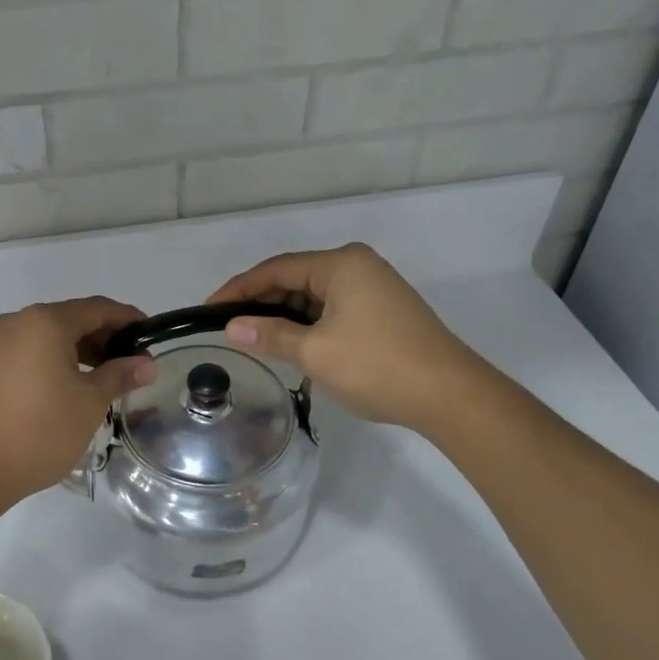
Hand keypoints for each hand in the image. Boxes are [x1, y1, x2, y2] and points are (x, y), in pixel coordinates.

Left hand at [0, 297, 156, 511]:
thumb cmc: (39, 430)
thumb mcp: (89, 403)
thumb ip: (119, 375)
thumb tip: (146, 363)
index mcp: (45, 322)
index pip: (97, 308)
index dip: (128, 319)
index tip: (151, 337)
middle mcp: (18, 322)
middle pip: (71, 318)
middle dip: (104, 337)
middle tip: (132, 363)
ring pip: (49, 336)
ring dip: (80, 350)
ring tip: (106, 378)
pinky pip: (30, 351)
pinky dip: (55, 360)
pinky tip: (71, 386)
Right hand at [209, 244, 483, 433]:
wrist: (450, 395)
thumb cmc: (377, 366)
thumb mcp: (315, 352)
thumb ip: (270, 336)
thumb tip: (231, 328)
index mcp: (341, 264)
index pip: (275, 269)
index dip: (238, 289)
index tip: (208, 310)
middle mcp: (357, 266)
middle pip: (295, 278)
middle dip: (261, 303)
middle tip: (229, 328)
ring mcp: (374, 287)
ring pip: (314, 296)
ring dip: (285, 316)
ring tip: (255, 340)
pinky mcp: (383, 310)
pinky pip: (333, 309)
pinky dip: (309, 324)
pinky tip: (292, 344)